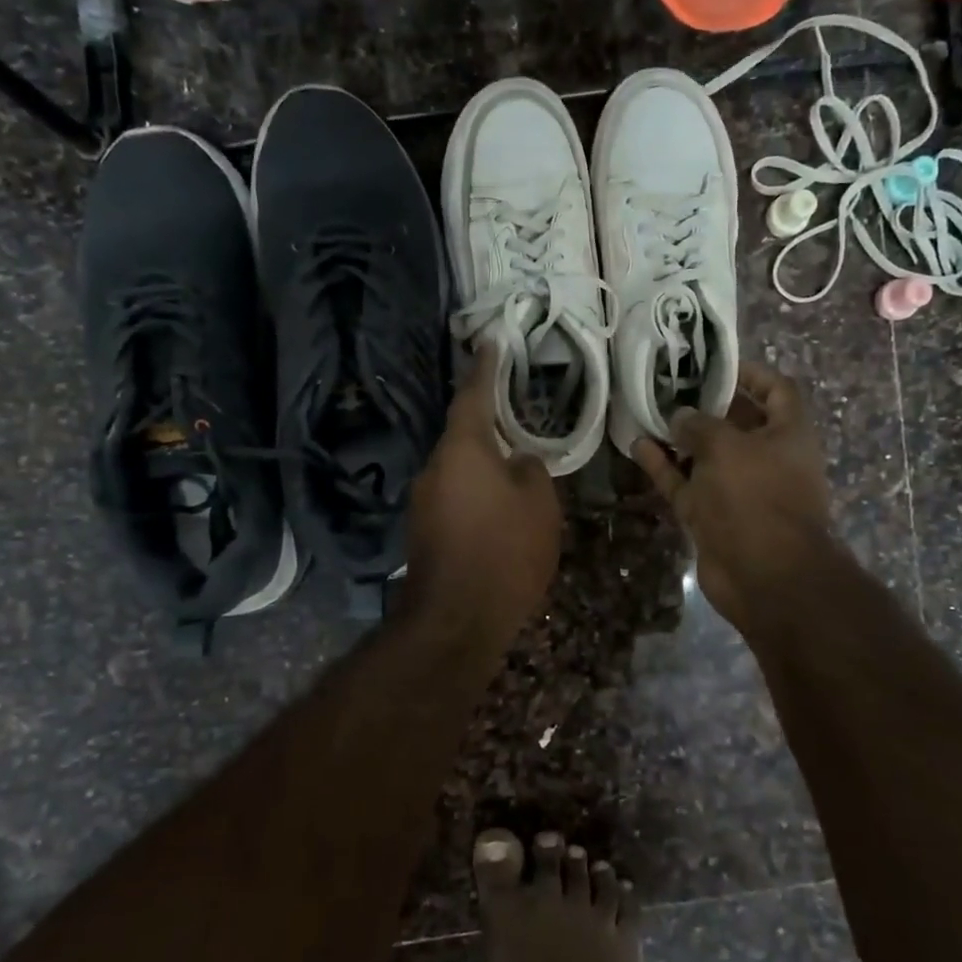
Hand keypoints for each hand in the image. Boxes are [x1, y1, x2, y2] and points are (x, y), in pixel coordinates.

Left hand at [397, 345, 561, 646]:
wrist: (457, 619)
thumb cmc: (505, 550)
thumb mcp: (538, 502)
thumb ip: (530, 468)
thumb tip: (517, 460)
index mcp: (462, 448)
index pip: (473, 395)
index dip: (485, 367)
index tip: (489, 342)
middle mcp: (434, 467)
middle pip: (463, 435)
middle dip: (488, 426)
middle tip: (518, 419)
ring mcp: (424, 501)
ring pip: (459, 470)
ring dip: (484, 466)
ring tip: (516, 472)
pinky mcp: (424, 532)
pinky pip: (455, 498)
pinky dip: (477, 495)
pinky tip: (499, 512)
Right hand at [633, 361, 834, 632]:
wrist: (765, 576)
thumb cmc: (757, 497)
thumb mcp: (727, 446)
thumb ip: (699, 424)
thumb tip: (680, 416)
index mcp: (788, 434)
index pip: (776, 389)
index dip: (749, 373)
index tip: (713, 364)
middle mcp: (766, 458)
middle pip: (735, 422)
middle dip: (704, 404)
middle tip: (668, 385)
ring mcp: (737, 489)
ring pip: (704, 455)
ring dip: (678, 437)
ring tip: (646, 412)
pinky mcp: (712, 515)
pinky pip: (685, 483)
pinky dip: (664, 466)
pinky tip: (637, 445)